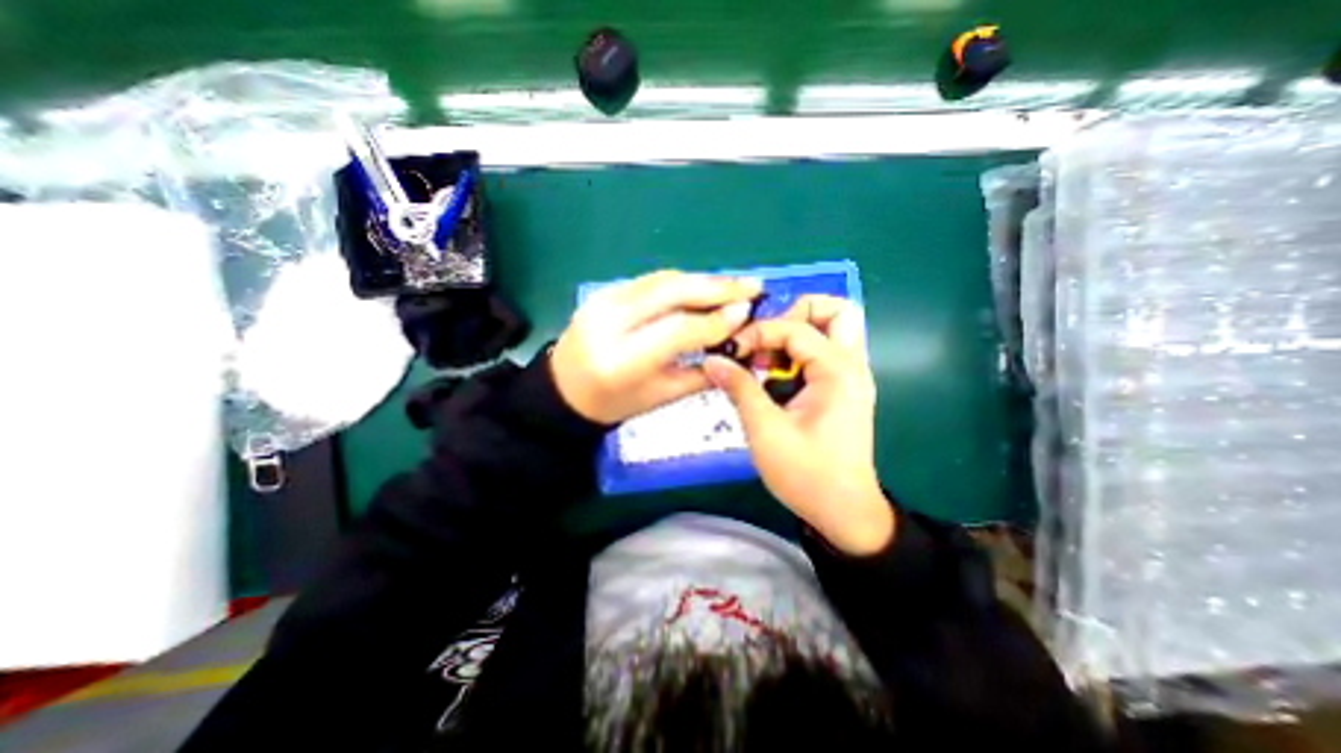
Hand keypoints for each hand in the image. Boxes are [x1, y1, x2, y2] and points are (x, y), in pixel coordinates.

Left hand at [555, 267, 764, 423]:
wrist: (564, 390)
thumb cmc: (614, 404)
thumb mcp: (660, 397)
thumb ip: (700, 373)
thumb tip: (737, 343)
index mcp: (622, 361)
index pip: (677, 330)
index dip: (716, 320)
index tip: (747, 311)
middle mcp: (609, 323)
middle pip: (670, 292)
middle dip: (715, 286)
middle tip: (751, 286)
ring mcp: (602, 301)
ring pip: (662, 280)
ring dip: (701, 280)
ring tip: (733, 285)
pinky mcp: (603, 291)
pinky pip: (650, 281)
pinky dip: (681, 282)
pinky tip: (702, 287)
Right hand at [698, 297, 892, 556]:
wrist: (844, 512)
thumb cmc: (806, 474)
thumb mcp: (765, 430)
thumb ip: (740, 388)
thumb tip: (713, 360)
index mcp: (838, 372)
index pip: (796, 327)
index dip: (759, 332)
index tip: (730, 351)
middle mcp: (853, 366)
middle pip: (837, 311)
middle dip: (797, 312)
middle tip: (766, 336)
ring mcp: (852, 377)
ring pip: (835, 328)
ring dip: (800, 330)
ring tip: (767, 355)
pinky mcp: (845, 390)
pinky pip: (827, 352)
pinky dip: (801, 351)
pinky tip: (777, 373)